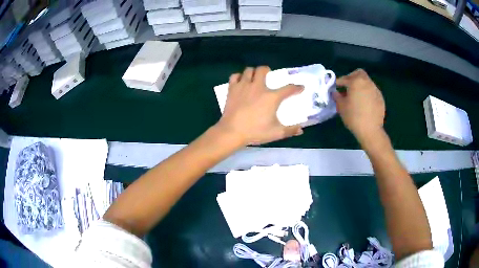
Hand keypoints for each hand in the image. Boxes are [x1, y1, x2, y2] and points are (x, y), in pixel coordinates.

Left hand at [216, 66, 303, 145]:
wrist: (232, 132)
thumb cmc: (255, 132)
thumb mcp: (276, 133)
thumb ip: (290, 130)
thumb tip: (301, 130)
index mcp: (271, 97)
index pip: (288, 89)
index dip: (296, 87)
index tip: (300, 87)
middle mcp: (258, 87)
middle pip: (263, 70)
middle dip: (267, 70)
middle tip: (268, 75)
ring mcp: (243, 86)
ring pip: (248, 70)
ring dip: (253, 72)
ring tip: (254, 78)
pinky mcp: (232, 89)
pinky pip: (235, 76)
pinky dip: (238, 77)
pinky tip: (240, 82)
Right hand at [333, 69, 385, 143]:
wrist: (370, 130)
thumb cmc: (353, 117)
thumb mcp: (341, 107)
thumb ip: (337, 96)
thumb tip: (335, 92)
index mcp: (356, 82)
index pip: (344, 78)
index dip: (338, 82)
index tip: (335, 87)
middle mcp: (367, 82)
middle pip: (359, 73)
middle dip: (352, 77)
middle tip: (347, 86)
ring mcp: (375, 89)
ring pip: (366, 82)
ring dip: (360, 86)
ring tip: (356, 96)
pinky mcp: (380, 98)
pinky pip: (372, 91)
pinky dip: (367, 93)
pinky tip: (364, 103)